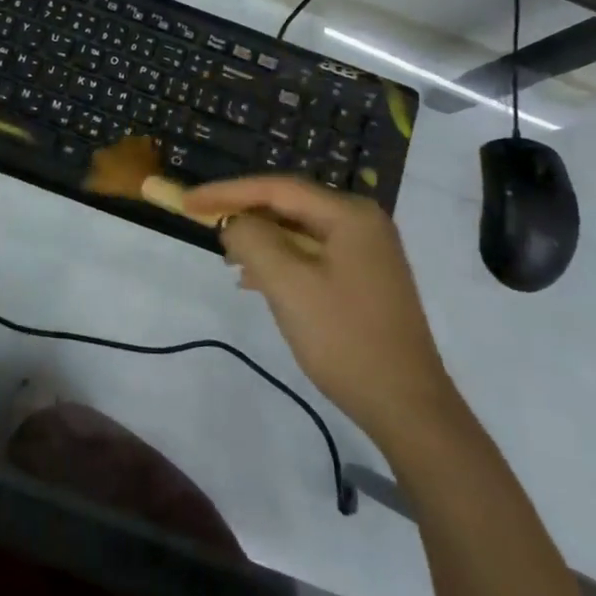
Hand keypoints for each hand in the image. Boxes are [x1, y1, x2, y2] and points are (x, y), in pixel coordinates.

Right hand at [182, 176, 453, 445]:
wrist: (407, 407)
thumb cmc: (345, 339)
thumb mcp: (289, 285)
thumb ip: (253, 240)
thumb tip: (234, 223)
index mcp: (349, 214)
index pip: (276, 188)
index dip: (227, 192)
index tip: (188, 202)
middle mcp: (361, 222)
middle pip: (289, 205)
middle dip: (244, 215)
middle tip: (202, 224)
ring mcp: (366, 251)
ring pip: (298, 231)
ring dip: (260, 241)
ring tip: (226, 257)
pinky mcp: (363, 278)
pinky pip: (311, 254)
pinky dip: (280, 261)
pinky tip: (255, 280)